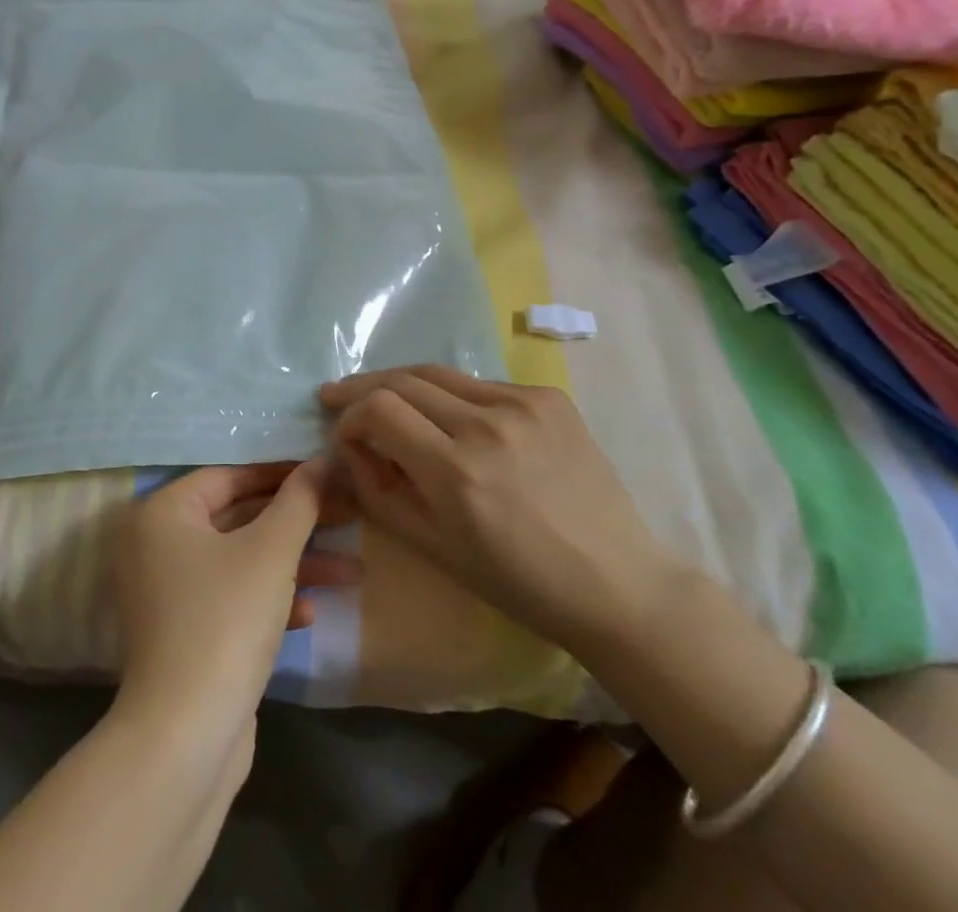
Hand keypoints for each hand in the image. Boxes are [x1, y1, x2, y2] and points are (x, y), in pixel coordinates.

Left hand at [113, 462, 354, 739]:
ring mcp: (170, 593)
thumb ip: (299, 501)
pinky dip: (270, 599)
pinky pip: (233, 598)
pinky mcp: (186, 634)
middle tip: (348, 517)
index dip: (282, 475)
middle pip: (238, 518)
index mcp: (164, 513)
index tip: (326, 476)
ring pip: (242, 561)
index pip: (229, 476)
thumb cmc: (224, 621)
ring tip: (352, 571)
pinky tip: (310, 614)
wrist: (183, 740)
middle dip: (296, 523)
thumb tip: (322, 460)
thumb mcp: (270, 552)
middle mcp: (158, 545)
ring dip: (294, 564)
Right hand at [320, 367, 680, 651]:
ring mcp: (523, 403)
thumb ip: (379, 492)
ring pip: (440, 374)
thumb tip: (350, 448)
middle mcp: (487, 424)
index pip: (379, 409)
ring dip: (404, 385)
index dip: (349, 416)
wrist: (617, 583)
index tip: (342, 435)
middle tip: (339, 397)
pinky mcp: (550, 397)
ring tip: (385, 398)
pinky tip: (454, 419)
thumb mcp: (434, 548)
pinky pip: (481, 385)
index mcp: (457, 471)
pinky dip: (454, 397)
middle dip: (363, 389)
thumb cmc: (520, 582)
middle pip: (403, 379)